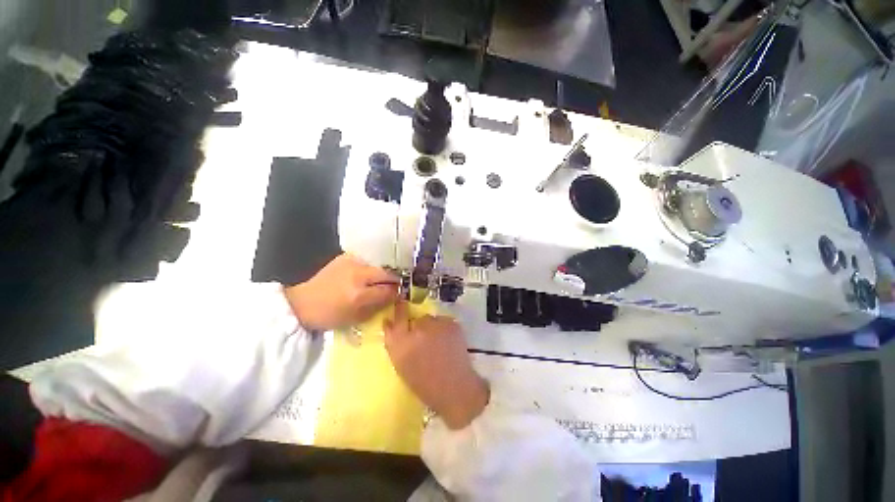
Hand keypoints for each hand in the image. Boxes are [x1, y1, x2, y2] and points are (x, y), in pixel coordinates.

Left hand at [285, 254, 398, 330]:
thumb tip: (393, 298)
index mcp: (359, 294)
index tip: (401, 295)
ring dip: (384, 273)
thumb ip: (377, 307)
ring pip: (378, 266)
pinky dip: (371, 267)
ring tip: (383, 280)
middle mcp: (358, 275)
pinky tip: (369, 273)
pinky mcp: (346, 257)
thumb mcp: (355, 318)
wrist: (301, 302)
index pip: (388, 290)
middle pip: (387, 274)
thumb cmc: (328, 315)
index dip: (397, 293)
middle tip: (395, 285)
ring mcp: (352, 263)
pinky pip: (366, 261)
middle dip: (394, 280)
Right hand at [384, 301, 489, 429]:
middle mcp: (417, 330)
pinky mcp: (451, 323)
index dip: (399, 310)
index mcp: (401, 344)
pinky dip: (445, 329)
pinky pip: (444, 321)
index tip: (400, 306)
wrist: (455, 388)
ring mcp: (436, 325)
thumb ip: (394, 342)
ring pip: (431, 319)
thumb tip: (389, 321)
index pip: (397, 318)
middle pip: (416, 318)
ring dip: (432, 327)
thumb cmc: (424, 384)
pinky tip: (448, 342)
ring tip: (439, 342)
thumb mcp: (401, 365)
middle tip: (426, 339)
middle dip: (418, 325)